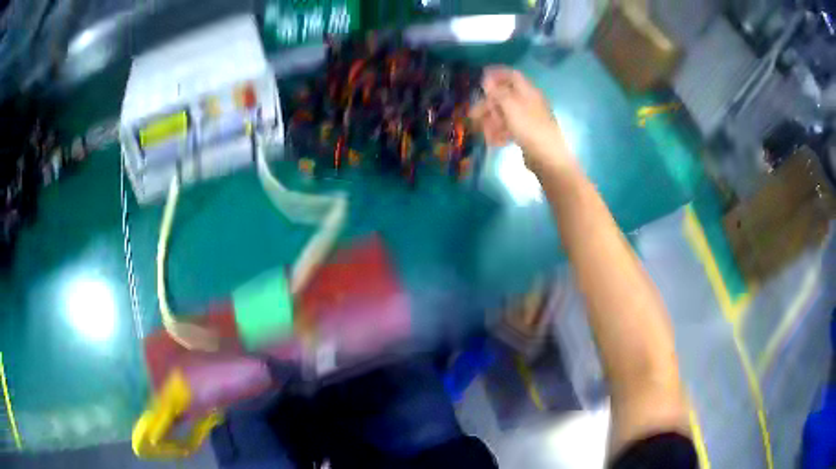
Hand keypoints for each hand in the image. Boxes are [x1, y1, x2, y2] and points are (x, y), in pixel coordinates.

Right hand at [470, 67, 572, 171]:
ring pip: (504, 115)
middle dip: (488, 105)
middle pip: (504, 97)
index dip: (496, 74)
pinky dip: (500, 133)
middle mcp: (528, 103)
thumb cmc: (529, 128)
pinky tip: (494, 142)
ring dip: (491, 122)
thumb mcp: (511, 107)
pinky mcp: (526, 134)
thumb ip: (498, 92)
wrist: (548, 158)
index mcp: (528, 92)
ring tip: (483, 133)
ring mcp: (528, 119)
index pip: (512, 75)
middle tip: (473, 115)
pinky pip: (509, 129)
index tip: (480, 77)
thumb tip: (487, 79)